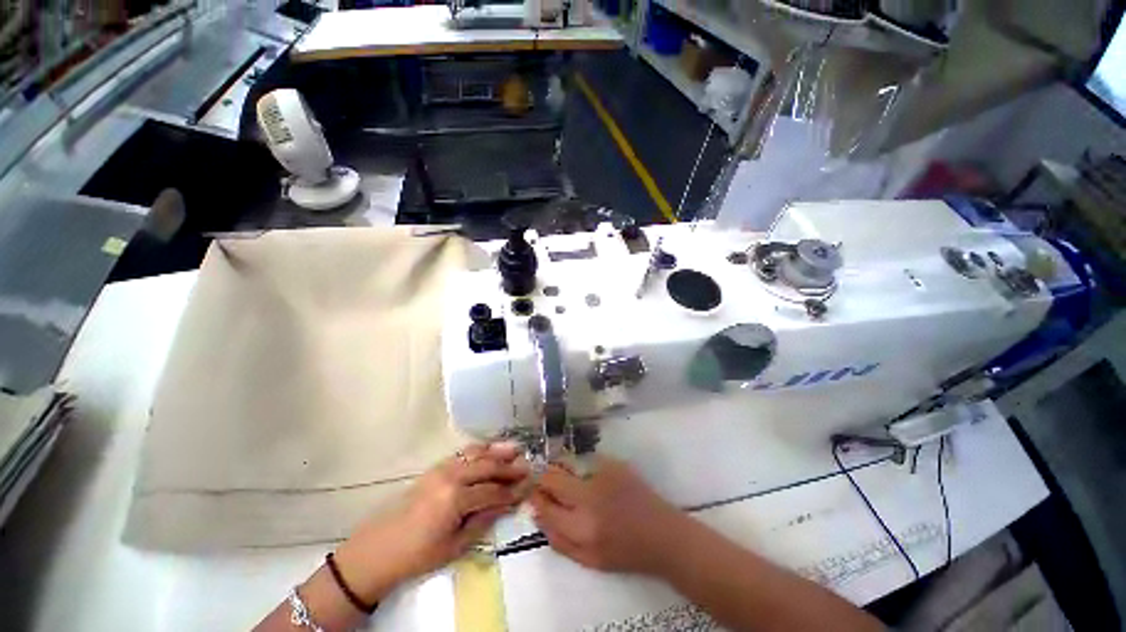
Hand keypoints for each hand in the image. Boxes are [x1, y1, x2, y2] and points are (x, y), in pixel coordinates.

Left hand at [335, 443, 528, 601]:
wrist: (378, 549)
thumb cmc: (418, 555)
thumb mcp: (455, 546)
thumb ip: (483, 520)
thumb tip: (507, 504)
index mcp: (456, 498)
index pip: (493, 491)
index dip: (513, 491)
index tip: (529, 487)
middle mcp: (451, 476)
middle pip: (488, 467)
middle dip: (510, 467)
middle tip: (528, 466)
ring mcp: (442, 468)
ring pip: (476, 453)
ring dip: (497, 451)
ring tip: (516, 448)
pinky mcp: (435, 468)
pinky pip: (463, 453)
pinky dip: (480, 449)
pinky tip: (490, 449)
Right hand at [530, 456, 689, 574]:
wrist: (662, 533)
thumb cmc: (625, 552)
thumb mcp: (589, 560)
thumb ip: (558, 540)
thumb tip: (537, 513)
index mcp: (581, 527)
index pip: (545, 505)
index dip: (535, 497)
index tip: (534, 493)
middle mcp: (589, 496)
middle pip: (552, 477)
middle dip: (543, 478)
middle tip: (547, 483)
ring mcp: (602, 475)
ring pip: (567, 463)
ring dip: (561, 469)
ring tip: (568, 478)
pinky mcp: (614, 463)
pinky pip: (586, 460)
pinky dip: (581, 467)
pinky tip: (590, 477)